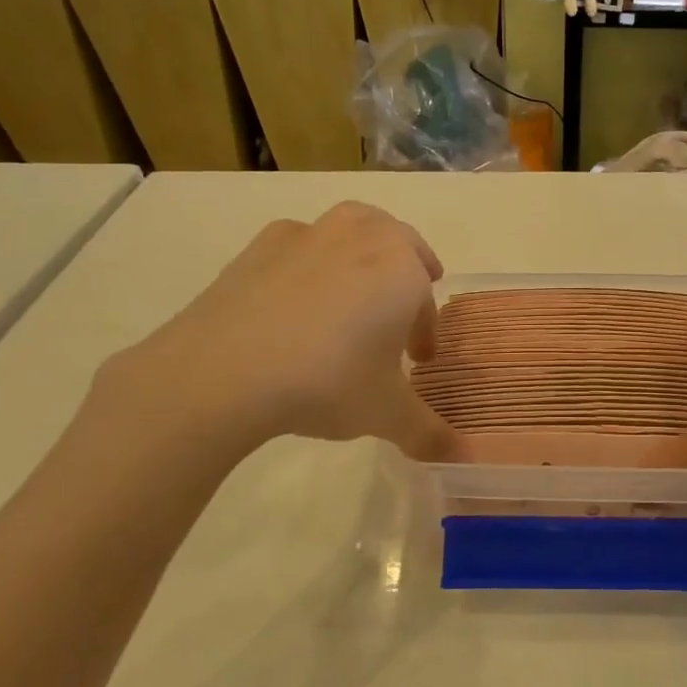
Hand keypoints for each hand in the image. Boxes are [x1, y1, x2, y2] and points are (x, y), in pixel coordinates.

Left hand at [105, 202, 456, 459]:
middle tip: (399, 310)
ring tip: (352, 294)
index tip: (418, 361)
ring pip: (350, 230)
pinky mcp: (260, 245)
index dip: (425, 331)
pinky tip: (295, 302)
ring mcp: (308, 235)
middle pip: (397, 242)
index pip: (426, 297)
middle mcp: (361, 239)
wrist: (223, 371)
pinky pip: (300, 245)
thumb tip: (462, 456)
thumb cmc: (327, 383)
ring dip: (361, 254)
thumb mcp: (386, 414)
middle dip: (406, 271)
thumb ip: (429, 432)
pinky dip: (310, 263)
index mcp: (402, 270)